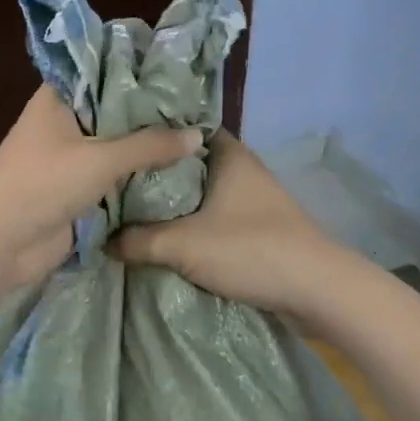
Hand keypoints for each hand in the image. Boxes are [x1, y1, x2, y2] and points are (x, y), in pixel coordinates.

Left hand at [0, 87, 201, 290]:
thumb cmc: (41, 185)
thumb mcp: (100, 159)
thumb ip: (150, 146)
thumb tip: (198, 135)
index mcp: (59, 98)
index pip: (104, 70)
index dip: (140, 69)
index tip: (182, 69)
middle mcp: (66, 123)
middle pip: (116, 111)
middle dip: (153, 114)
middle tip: (201, 109)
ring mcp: (72, 159)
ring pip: (119, 147)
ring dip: (149, 149)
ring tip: (199, 138)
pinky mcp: (78, 191)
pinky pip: (115, 178)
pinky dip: (139, 178)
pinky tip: (179, 173)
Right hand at [111, 131, 349, 315]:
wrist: (315, 290)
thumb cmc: (249, 249)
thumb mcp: (182, 245)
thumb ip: (138, 240)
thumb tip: (104, 241)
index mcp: (228, 154)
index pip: (182, 130)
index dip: (150, 137)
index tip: (119, 149)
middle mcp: (242, 169)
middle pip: (188, 165)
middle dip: (155, 176)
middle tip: (115, 186)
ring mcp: (253, 199)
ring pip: (202, 194)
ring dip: (174, 205)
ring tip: (132, 214)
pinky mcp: (258, 227)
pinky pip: (214, 217)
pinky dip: (192, 225)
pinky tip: (166, 238)